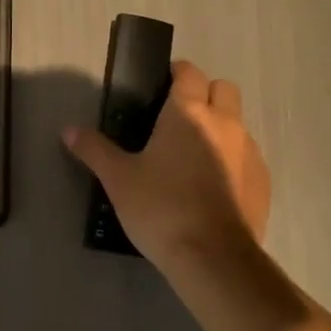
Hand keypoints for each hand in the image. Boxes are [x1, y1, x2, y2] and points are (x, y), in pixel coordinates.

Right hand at [64, 60, 270, 270]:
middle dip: (204, 94)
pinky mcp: (262, 181)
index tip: (159, 87)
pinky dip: (232, 160)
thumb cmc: (160, 207)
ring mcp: (249, 152)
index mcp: (188, 113)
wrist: (212, 257)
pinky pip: (247, 157)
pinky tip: (212, 187)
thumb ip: (95, 150)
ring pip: (238, 123)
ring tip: (192, 157)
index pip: (189, 73)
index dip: (175, 74)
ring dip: (220, 128)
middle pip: (223, 89)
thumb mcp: (118, 179)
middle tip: (177, 119)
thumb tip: (67, 129)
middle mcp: (225, 123)